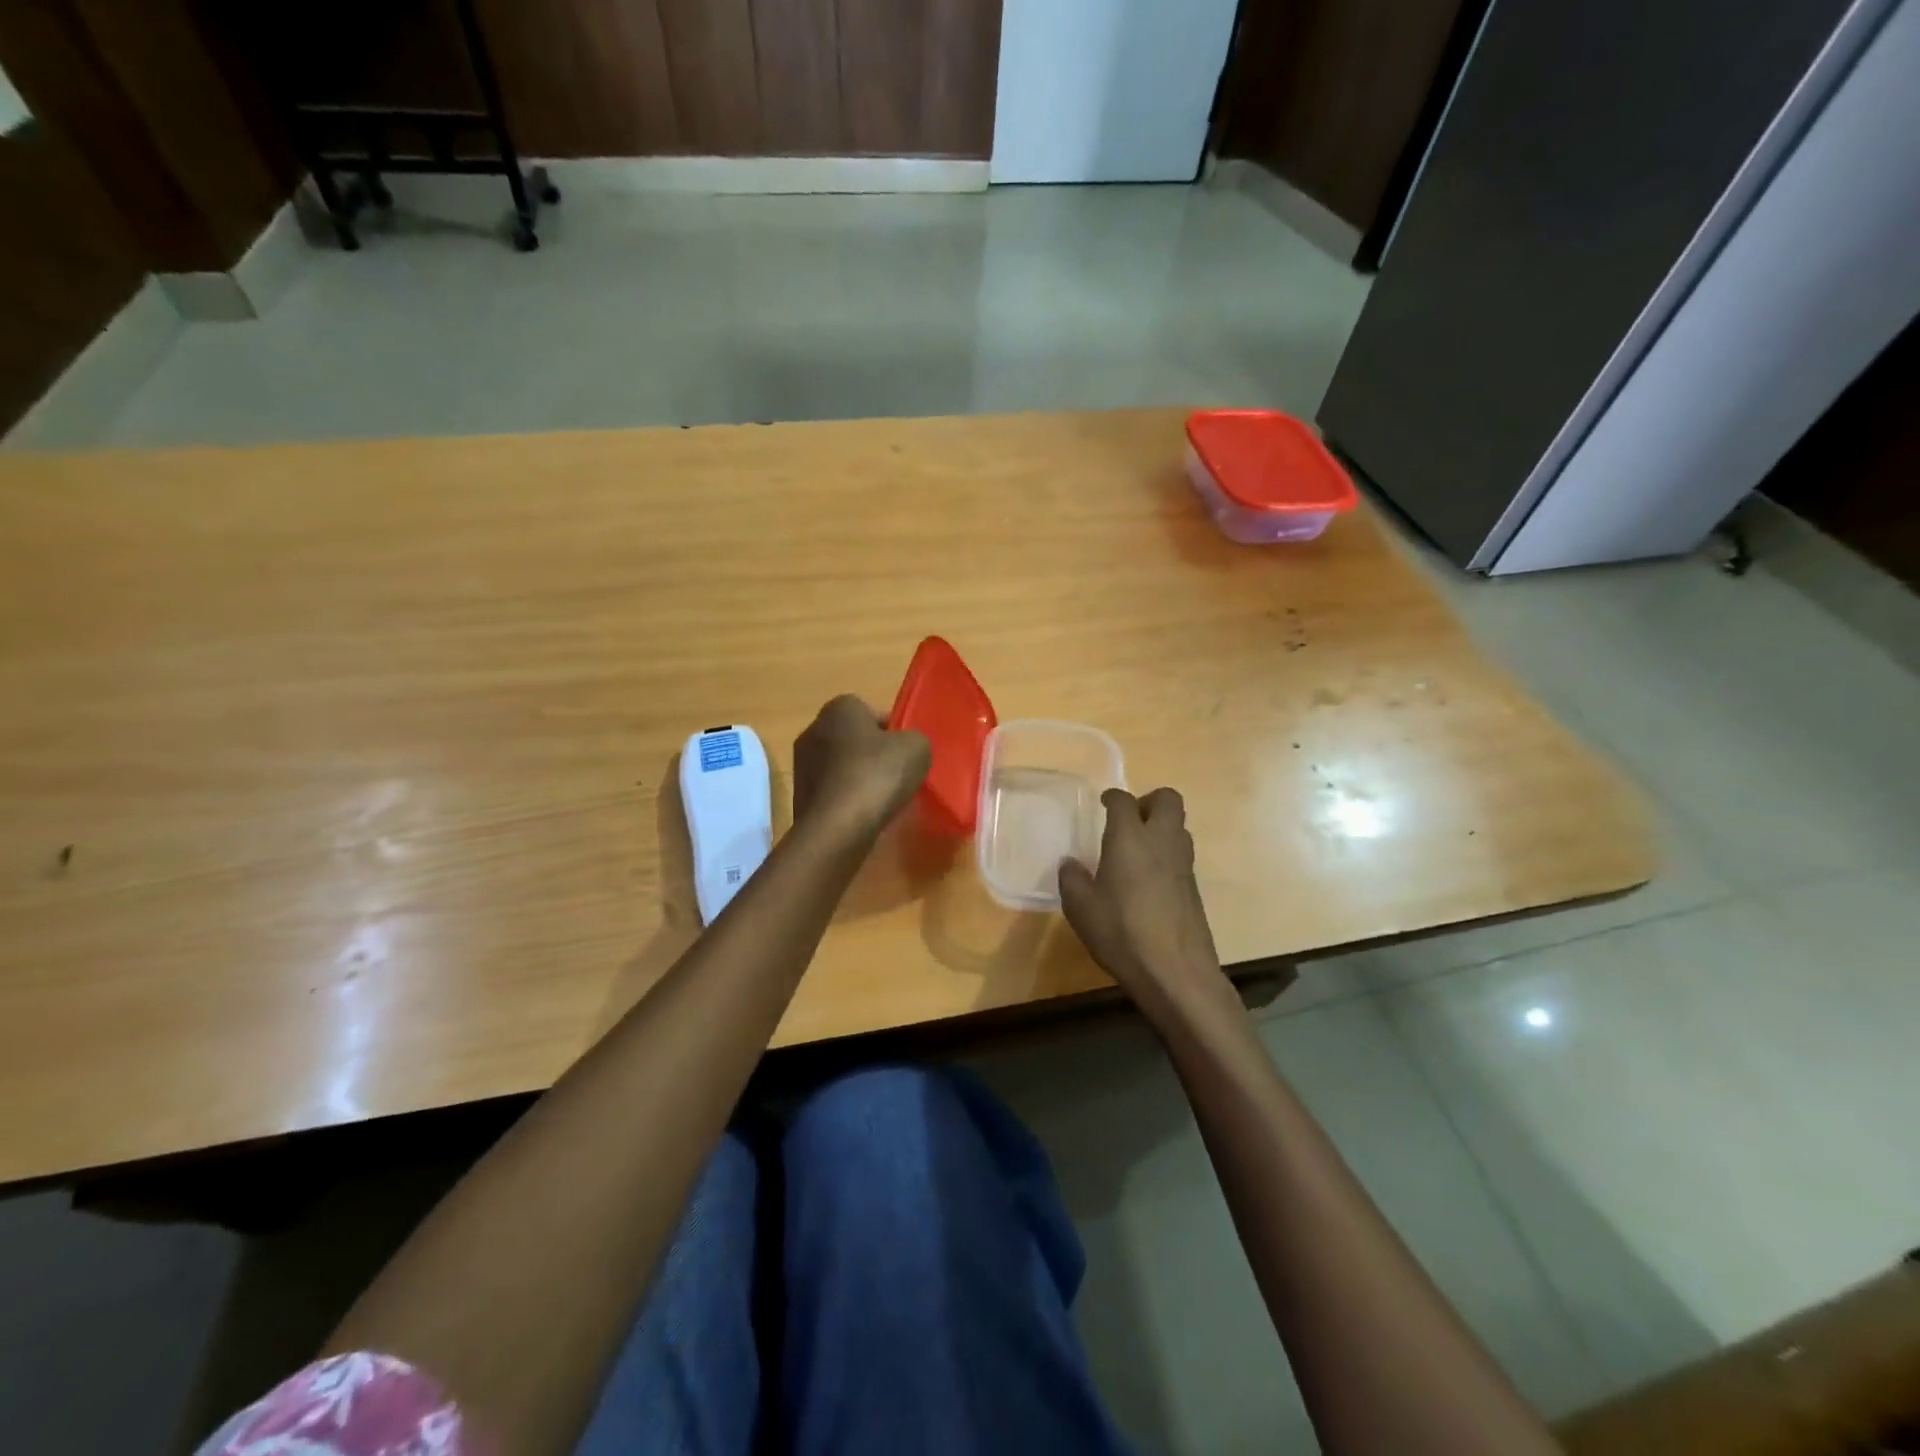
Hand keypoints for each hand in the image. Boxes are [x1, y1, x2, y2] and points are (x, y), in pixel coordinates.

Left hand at [792, 695, 930, 842]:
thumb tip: (905, 747)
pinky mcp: (799, 796)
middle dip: (874, 754)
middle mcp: (813, 729)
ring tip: (882, 800)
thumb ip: (914, 739)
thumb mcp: (917, 748)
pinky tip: (863, 816)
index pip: (871, 711)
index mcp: (839, 708)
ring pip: (841, 766)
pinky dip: (846, 800)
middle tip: (897, 775)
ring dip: (859, 778)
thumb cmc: (876, 776)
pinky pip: (832, 791)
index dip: (893, 732)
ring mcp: (801, 765)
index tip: (906, 753)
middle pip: (854, 738)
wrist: (836, 829)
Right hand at [1060, 788, 1230, 1020]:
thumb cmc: (1121, 932)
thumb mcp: (1080, 907)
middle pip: (1167, 800)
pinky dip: (1166, 854)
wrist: (1175, 971)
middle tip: (1128, 820)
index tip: (1103, 803)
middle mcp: (1161, 842)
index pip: (1124, 801)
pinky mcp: (1194, 887)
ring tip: (1136, 849)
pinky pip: (1181, 854)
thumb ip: (1071, 878)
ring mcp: (1183, 864)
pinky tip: (1146, 879)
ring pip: (1179, 826)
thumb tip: (1070, 863)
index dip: (1112, 798)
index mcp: (1130, 838)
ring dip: (1160, 827)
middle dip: (1149, 801)